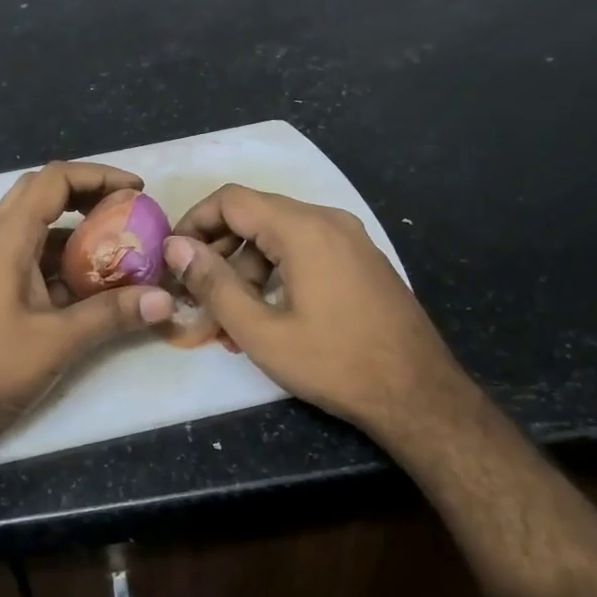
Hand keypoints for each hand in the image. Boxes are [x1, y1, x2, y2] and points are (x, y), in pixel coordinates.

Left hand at [0, 161, 174, 461]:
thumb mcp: (57, 342)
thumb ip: (111, 315)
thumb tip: (165, 298)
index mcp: (6, 240)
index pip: (53, 180)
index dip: (98, 176)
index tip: (138, 191)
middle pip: (42, 196)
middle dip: (88, 196)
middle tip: (128, 213)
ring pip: (38, 232)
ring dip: (78, 234)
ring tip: (122, 251)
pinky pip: (33, 264)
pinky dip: (65, 265)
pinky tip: (95, 290)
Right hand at [165, 185, 472, 433]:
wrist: (421, 396)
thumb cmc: (335, 364)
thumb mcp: (262, 332)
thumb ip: (213, 284)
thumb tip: (176, 247)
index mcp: (303, 228)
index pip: (231, 200)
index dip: (194, 222)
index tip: (174, 258)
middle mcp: (329, 220)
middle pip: (255, 215)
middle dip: (220, 251)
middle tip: (199, 295)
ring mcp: (351, 238)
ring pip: (280, 234)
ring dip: (248, 267)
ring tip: (234, 318)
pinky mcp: (362, 259)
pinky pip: (306, 249)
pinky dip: (277, 270)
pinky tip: (271, 314)